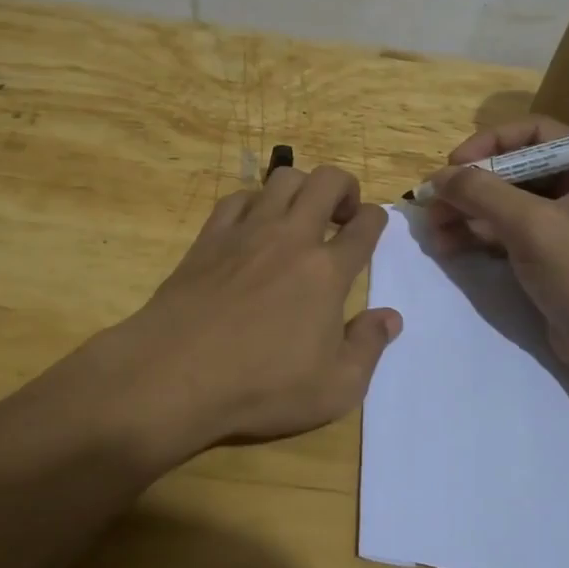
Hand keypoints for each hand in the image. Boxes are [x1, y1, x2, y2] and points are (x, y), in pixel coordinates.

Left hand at [96, 165, 400, 457]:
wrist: (177, 373)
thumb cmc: (261, 386)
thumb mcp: (334, 389)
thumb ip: (368, 347)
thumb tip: (391, 317)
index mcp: (327, 271)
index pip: (364, 225)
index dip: (376, 219)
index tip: (372, 225)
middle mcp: (291, 238)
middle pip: (326, 181)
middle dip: (345, 186)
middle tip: (342, 213)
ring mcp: (247, 231)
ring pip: (282, 178)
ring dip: (301, 187)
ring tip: (300, 214)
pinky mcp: (210, 236)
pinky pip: (238, 197)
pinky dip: (255, 201)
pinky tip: (253, 225)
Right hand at [425, 118, 568, 381]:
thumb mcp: (531, 226)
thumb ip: (482, 192)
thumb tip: (438, 176)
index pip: (536, 133)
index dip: (491, 142)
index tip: (455, 162)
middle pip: (516, 170)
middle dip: (471, 185)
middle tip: (432, 200)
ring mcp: (567, 223)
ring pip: (506, 203)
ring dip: (467, 212)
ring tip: (432, 228)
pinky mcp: (551, 254)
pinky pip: (508, 231)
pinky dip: (477, 235)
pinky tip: (446, 245)